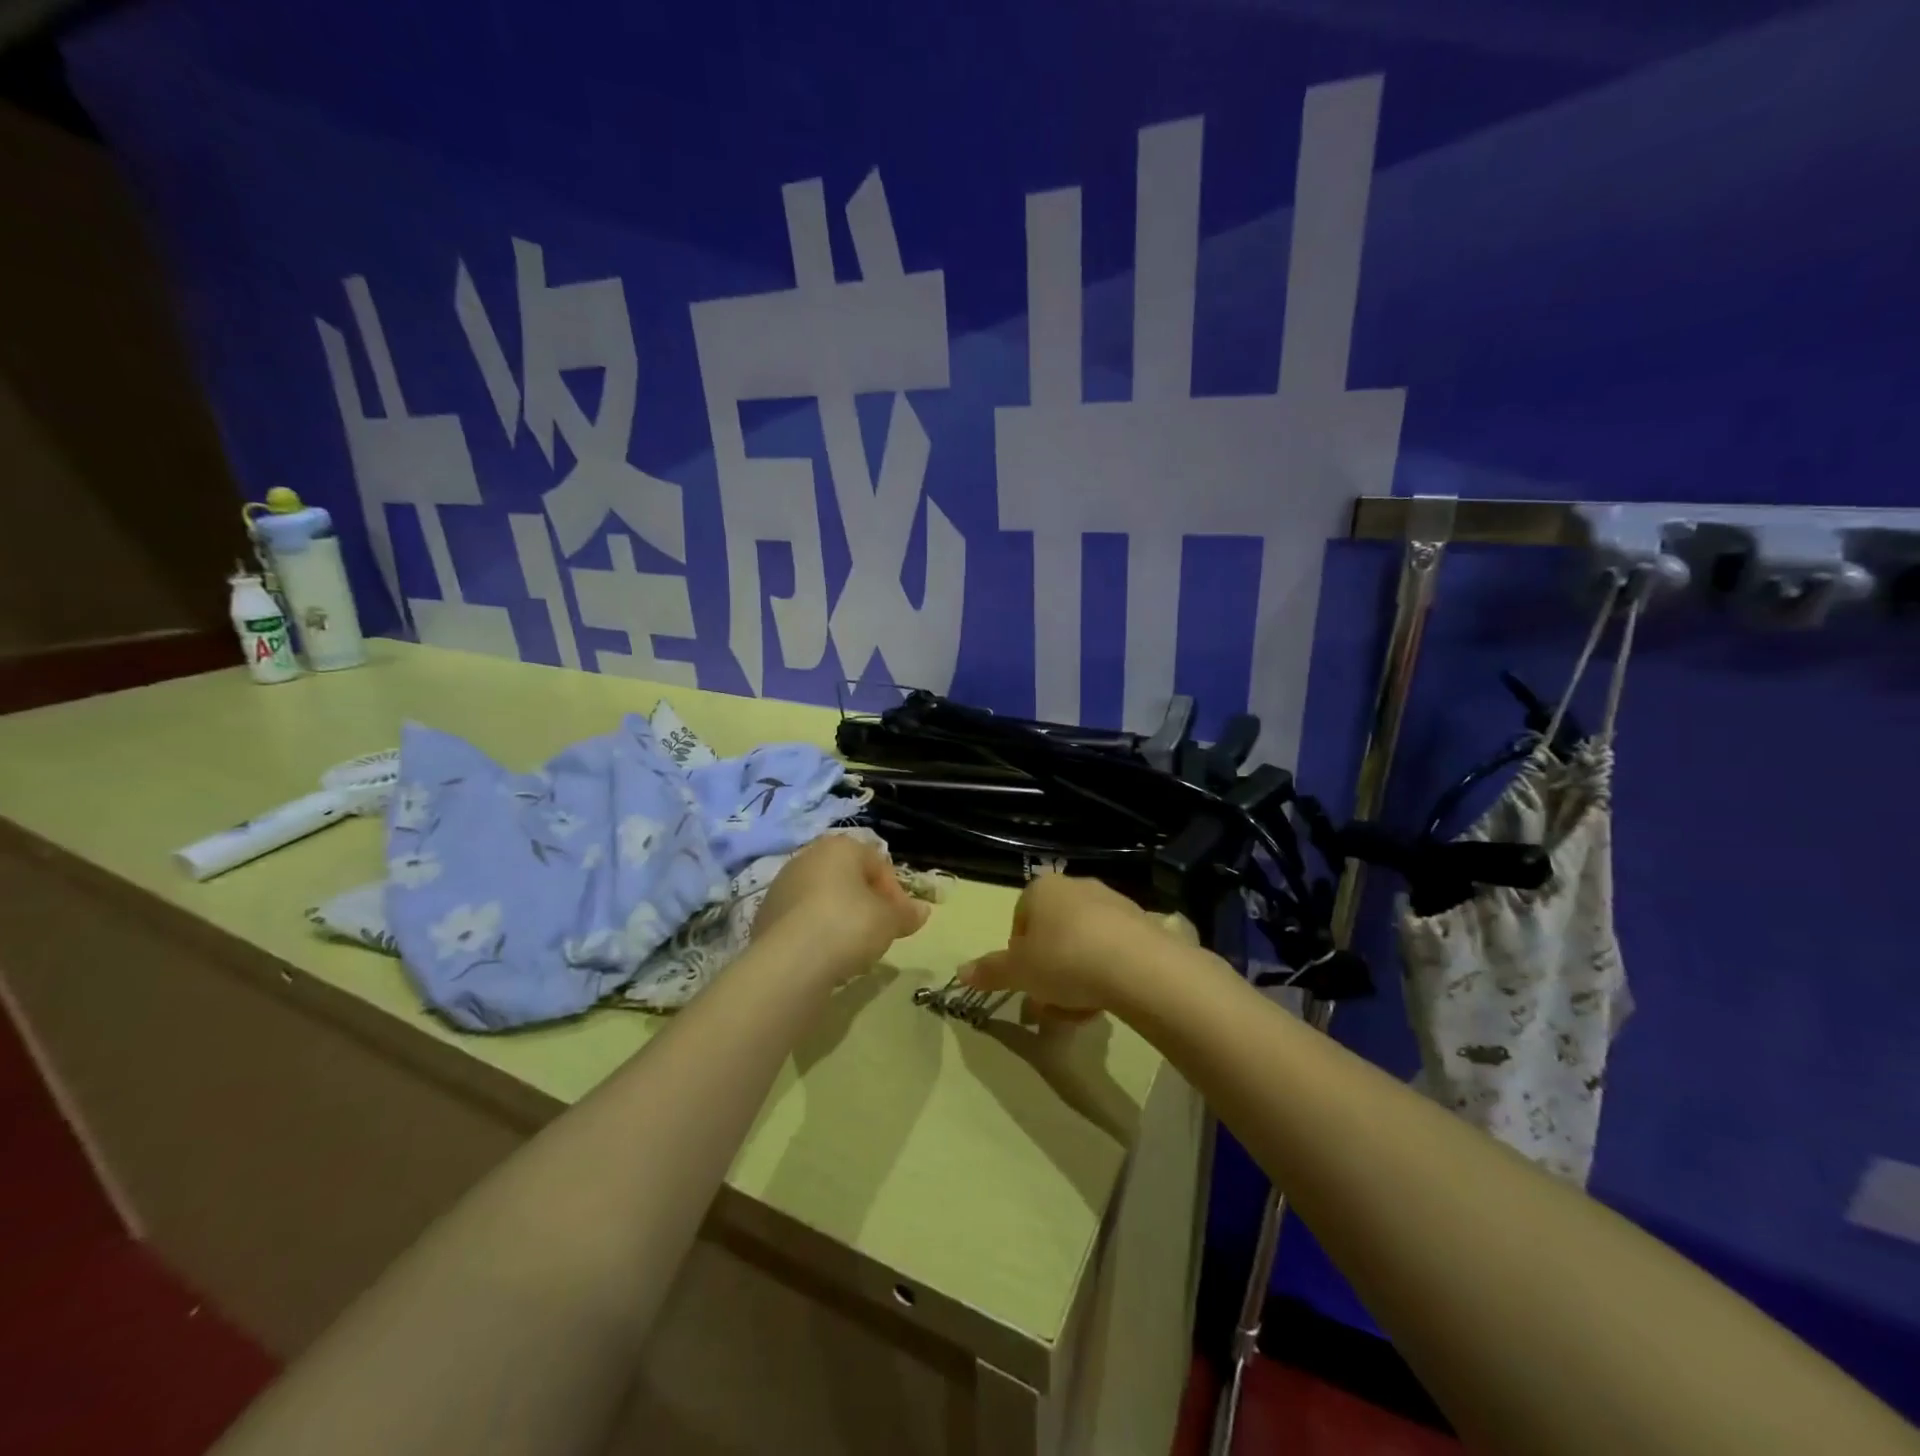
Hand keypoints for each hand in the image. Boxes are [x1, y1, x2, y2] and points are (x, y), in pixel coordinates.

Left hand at [751, 835, 930, 979]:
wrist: (791, 961)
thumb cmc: (849, 925)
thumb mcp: (890, 920)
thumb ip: (906, 913)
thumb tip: (923, 911)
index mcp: (840, 846)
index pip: (878, 864)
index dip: (894, 893)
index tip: (900, 921)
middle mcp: (808, 857)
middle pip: (848, 878)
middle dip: (866, 903)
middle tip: (878, 933)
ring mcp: (782, 885)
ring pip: (823, 898)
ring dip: (840, 918)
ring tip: (852, 949)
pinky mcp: (764, 915)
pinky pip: (802, 920)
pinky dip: (817, 933)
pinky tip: (825, 956)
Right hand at [959, 874, 1169, 1019]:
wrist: (1138, 965)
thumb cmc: (1065, 960)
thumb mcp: (1019, 972)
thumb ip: (990, 971)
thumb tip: (960, 972)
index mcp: (1042, 889)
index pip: (1019, 921)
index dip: (1019, 956)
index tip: (1025, 982)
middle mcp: (1076, 887)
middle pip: (1052, 935)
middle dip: (1048, 973)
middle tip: (1049, 1006)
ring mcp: (1112, 903)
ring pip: (1081, 946)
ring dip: (1075, 979)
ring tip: (1080, 1011)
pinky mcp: (1141, 924)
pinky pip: (1112, 950)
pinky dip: (1105, 974)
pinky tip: (1107, 1001)